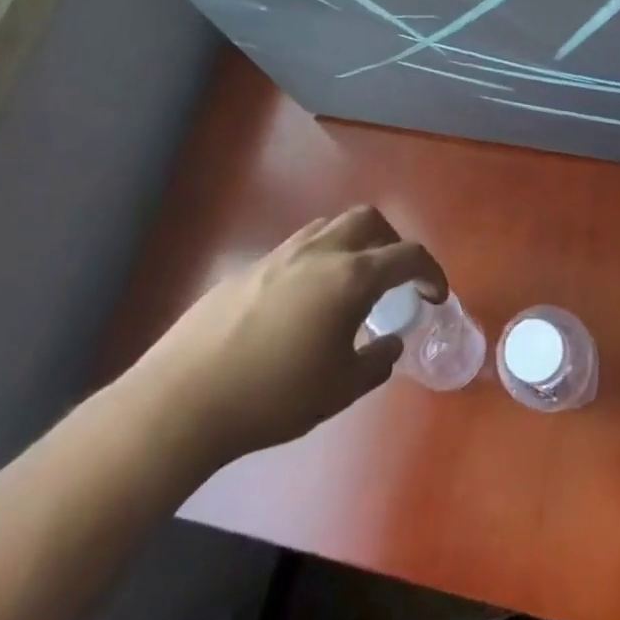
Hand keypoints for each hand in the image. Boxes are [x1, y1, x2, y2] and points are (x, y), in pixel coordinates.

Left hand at [124, 206, 444, 465]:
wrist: (184, 398)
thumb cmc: (274, 395)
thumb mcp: (340, 388)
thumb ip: (376, 361)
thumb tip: (390, 344)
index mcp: (350, 277)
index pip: (407, 255)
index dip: (430, 272)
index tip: (435, 295)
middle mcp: (319, 253)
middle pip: (368, 220)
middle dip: (392, 241)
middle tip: (394, 278)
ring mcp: (280, 255)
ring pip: (329, 227)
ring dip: (353, 245)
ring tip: (350, 285)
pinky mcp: (249, 268)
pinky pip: (297, 248)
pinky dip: (318, 260)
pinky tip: (304, 303)